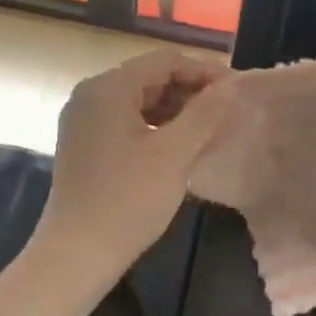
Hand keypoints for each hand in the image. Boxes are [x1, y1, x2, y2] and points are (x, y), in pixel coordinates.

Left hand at [32, 49, 233, 287]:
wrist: (78, 253)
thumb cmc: (129, 199)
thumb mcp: (175, 154)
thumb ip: (205, 113)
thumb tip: (232, 84)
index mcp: (107, 88)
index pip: (164, 62)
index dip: (205, 72)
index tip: (238, 91)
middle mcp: (90, 96)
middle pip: (150, 78)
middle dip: (191, 91)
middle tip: (228, 112)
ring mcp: (84, 122)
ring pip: (140, 102)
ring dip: (176, 111)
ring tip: (210, 130)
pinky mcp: (85, 146)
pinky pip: (127, 123)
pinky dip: (157, 128)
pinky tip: (180, 147)